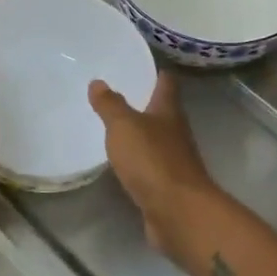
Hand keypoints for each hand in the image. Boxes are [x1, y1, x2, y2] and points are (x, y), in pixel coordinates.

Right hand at [88, 73, 216, 259]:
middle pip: (163, 111)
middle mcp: (176, 132)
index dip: (156, 73)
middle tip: (118, 93)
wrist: (178, 211)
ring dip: (141, 133)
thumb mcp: (124, 127)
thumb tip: (98, 82)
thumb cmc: (152, 160)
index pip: (166, 83)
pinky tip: (122, 163)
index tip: (142, 64)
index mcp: (168, 111)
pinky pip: (150, 166)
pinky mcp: (167, 186)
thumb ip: (110, 105)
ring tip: (115, 127)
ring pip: (156, 139)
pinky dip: (138, 161)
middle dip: (145, 103)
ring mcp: (174, 160)